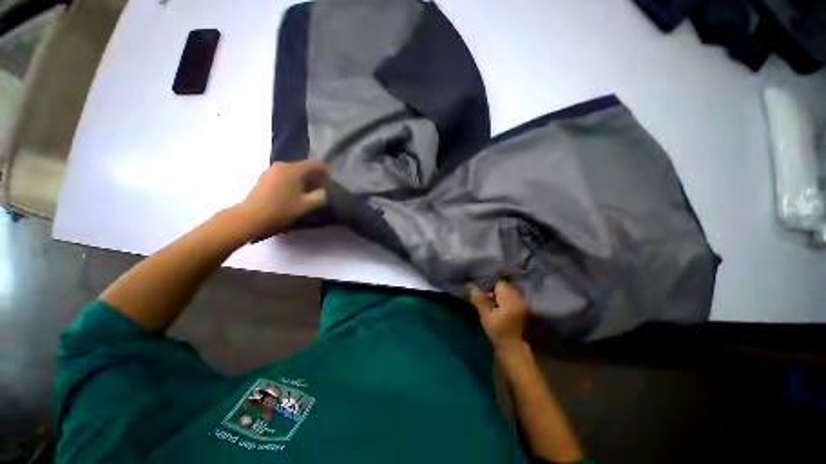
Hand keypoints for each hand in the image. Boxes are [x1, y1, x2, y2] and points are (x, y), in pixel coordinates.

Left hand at [233, 161, 329, 240]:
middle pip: (303, 166)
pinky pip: (284, 175)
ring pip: (293, 171)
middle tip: (321, 186)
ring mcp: (271, 170)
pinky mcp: (265, 177)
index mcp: (292, 169)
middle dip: (314, 175)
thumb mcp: (306, 205)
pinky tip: (294, 192)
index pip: (313, 164)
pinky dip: (293, 180)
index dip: (324, 170)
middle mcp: (281, 165)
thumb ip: (320, 196)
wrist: (251, 217)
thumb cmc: (281, 209)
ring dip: (303, 178)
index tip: (331, 177)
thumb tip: (322, 191)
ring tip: (308, 190)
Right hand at [468, 280, 529, 352]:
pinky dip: (506, 297)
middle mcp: (518, 298)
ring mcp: (522, 302)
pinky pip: (513, 296)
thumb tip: (469, 285)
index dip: (490, 285)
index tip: (483, 292)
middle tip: (486, 296)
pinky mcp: (523, 307)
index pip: (499, 283)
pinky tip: (500, 305)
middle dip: (495, 289)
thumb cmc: (497, 332)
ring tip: (493, 301)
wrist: (512, 347)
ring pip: (509, 290)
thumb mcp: (485, 316)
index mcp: (509, 299)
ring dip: (501, 293)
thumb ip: (479, 299)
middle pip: (505, 285)